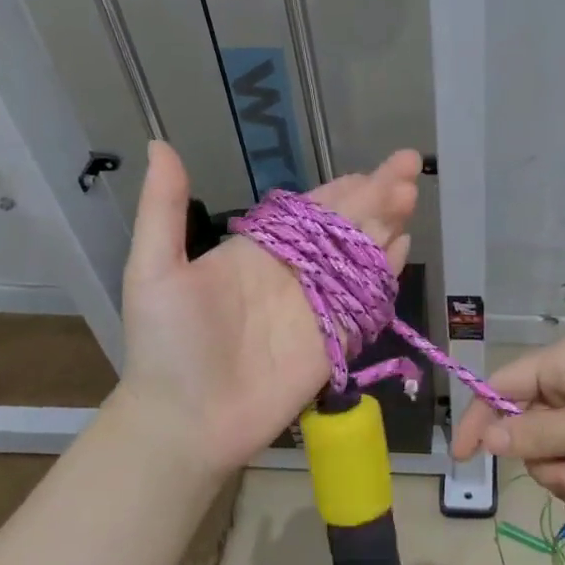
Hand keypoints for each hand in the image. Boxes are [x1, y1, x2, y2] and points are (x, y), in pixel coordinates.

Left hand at [119, 142, 420, 476]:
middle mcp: (294, 273)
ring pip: (360, 258)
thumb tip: (159, 143)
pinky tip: (403, 248)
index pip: (309, 210)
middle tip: (407, 168)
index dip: (342, 188)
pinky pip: (366, 301)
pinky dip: (386, 274)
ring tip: (409, 197)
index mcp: (258, 251)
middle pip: (343, 227)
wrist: (186, 422)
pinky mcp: (334, 342)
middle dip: (376, 197)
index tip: (372, 167)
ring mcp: (317, 307)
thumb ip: (163, 209)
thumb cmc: (167, 345)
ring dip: (385, 227)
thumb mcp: (154, 271)